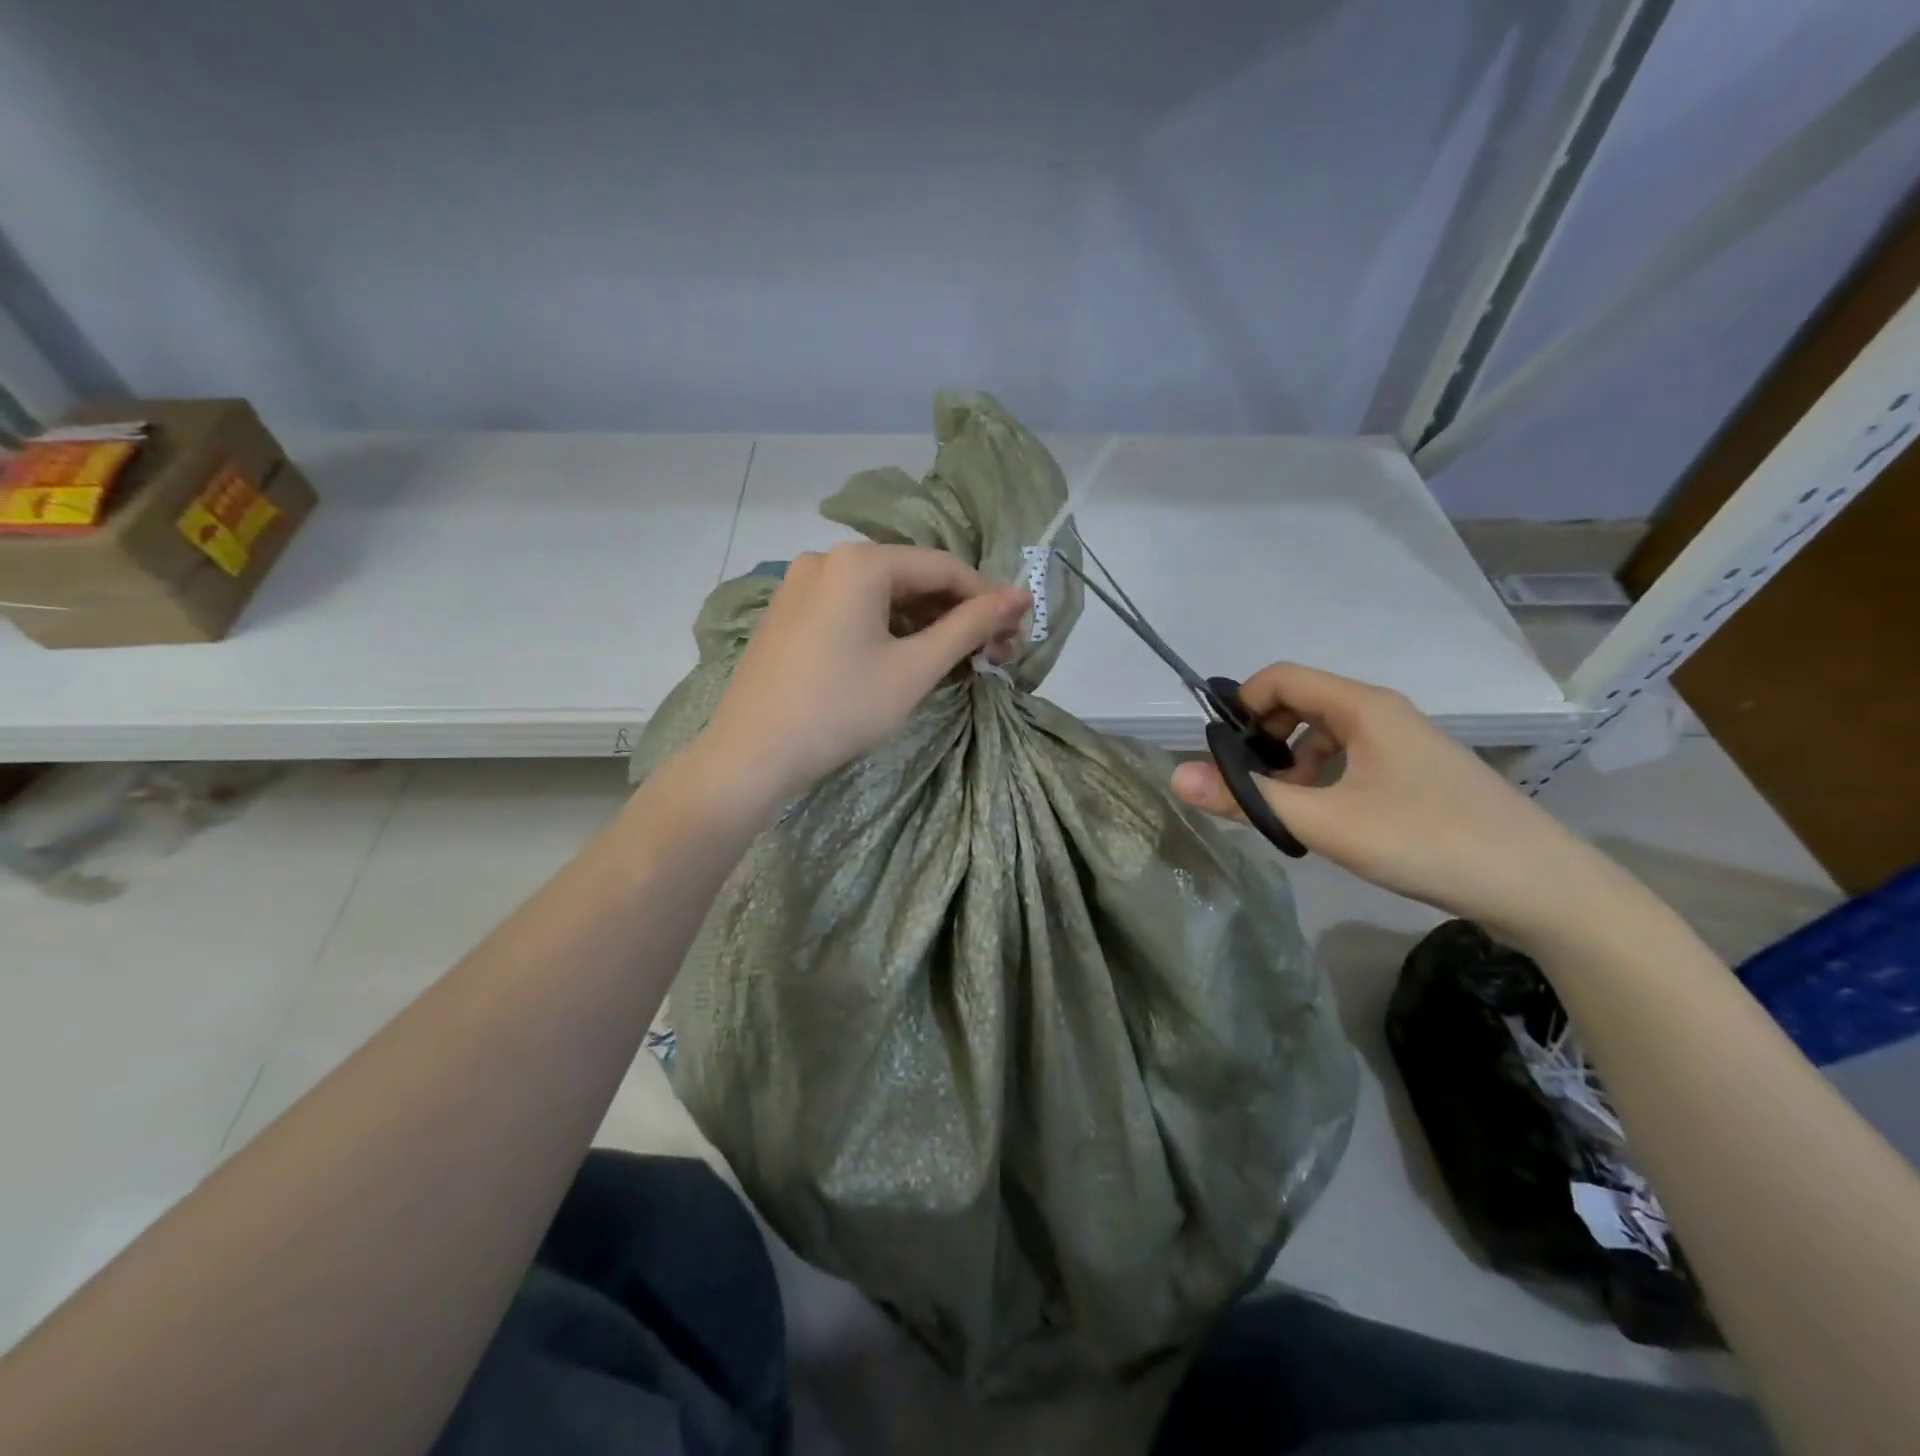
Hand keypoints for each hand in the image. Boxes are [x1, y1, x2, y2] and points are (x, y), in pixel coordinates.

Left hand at [699, 543, 1029, 804]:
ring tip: (954, 658)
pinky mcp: (787, 613)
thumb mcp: (915, 668)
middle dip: (955, 612)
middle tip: (991, 651)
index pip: (943, 567)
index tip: (1017, 629)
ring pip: (880, 594)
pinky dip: (885, 627)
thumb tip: (1019, 596)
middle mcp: (827, 559)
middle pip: (910, 577)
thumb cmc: (842, 709)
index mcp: (860, 562)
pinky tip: (903, 656)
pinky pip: (851, 608)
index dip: (986, 597)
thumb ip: (970, 626)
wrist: (752, 755)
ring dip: (922, 621)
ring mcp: (800, 585)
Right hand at [1171, 663, 1617, 944]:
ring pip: (1325, 735)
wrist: (1542, 888)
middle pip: (1301, 703)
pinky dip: (1323, 779)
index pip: (1280, 678)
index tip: (1220, 753)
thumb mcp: (1327, 822)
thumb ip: (1249, 799)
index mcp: (1362, 707)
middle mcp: (1383, 713)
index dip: (1241, 706)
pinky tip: (1325, 821)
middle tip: (1247, 786)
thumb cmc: (1428, 841)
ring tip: (1284, 810)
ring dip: (1292, 763)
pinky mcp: (1417, 775)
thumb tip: (1176, 776)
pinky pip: (1351, 759)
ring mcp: (1404, 744)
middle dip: (1263, 739)